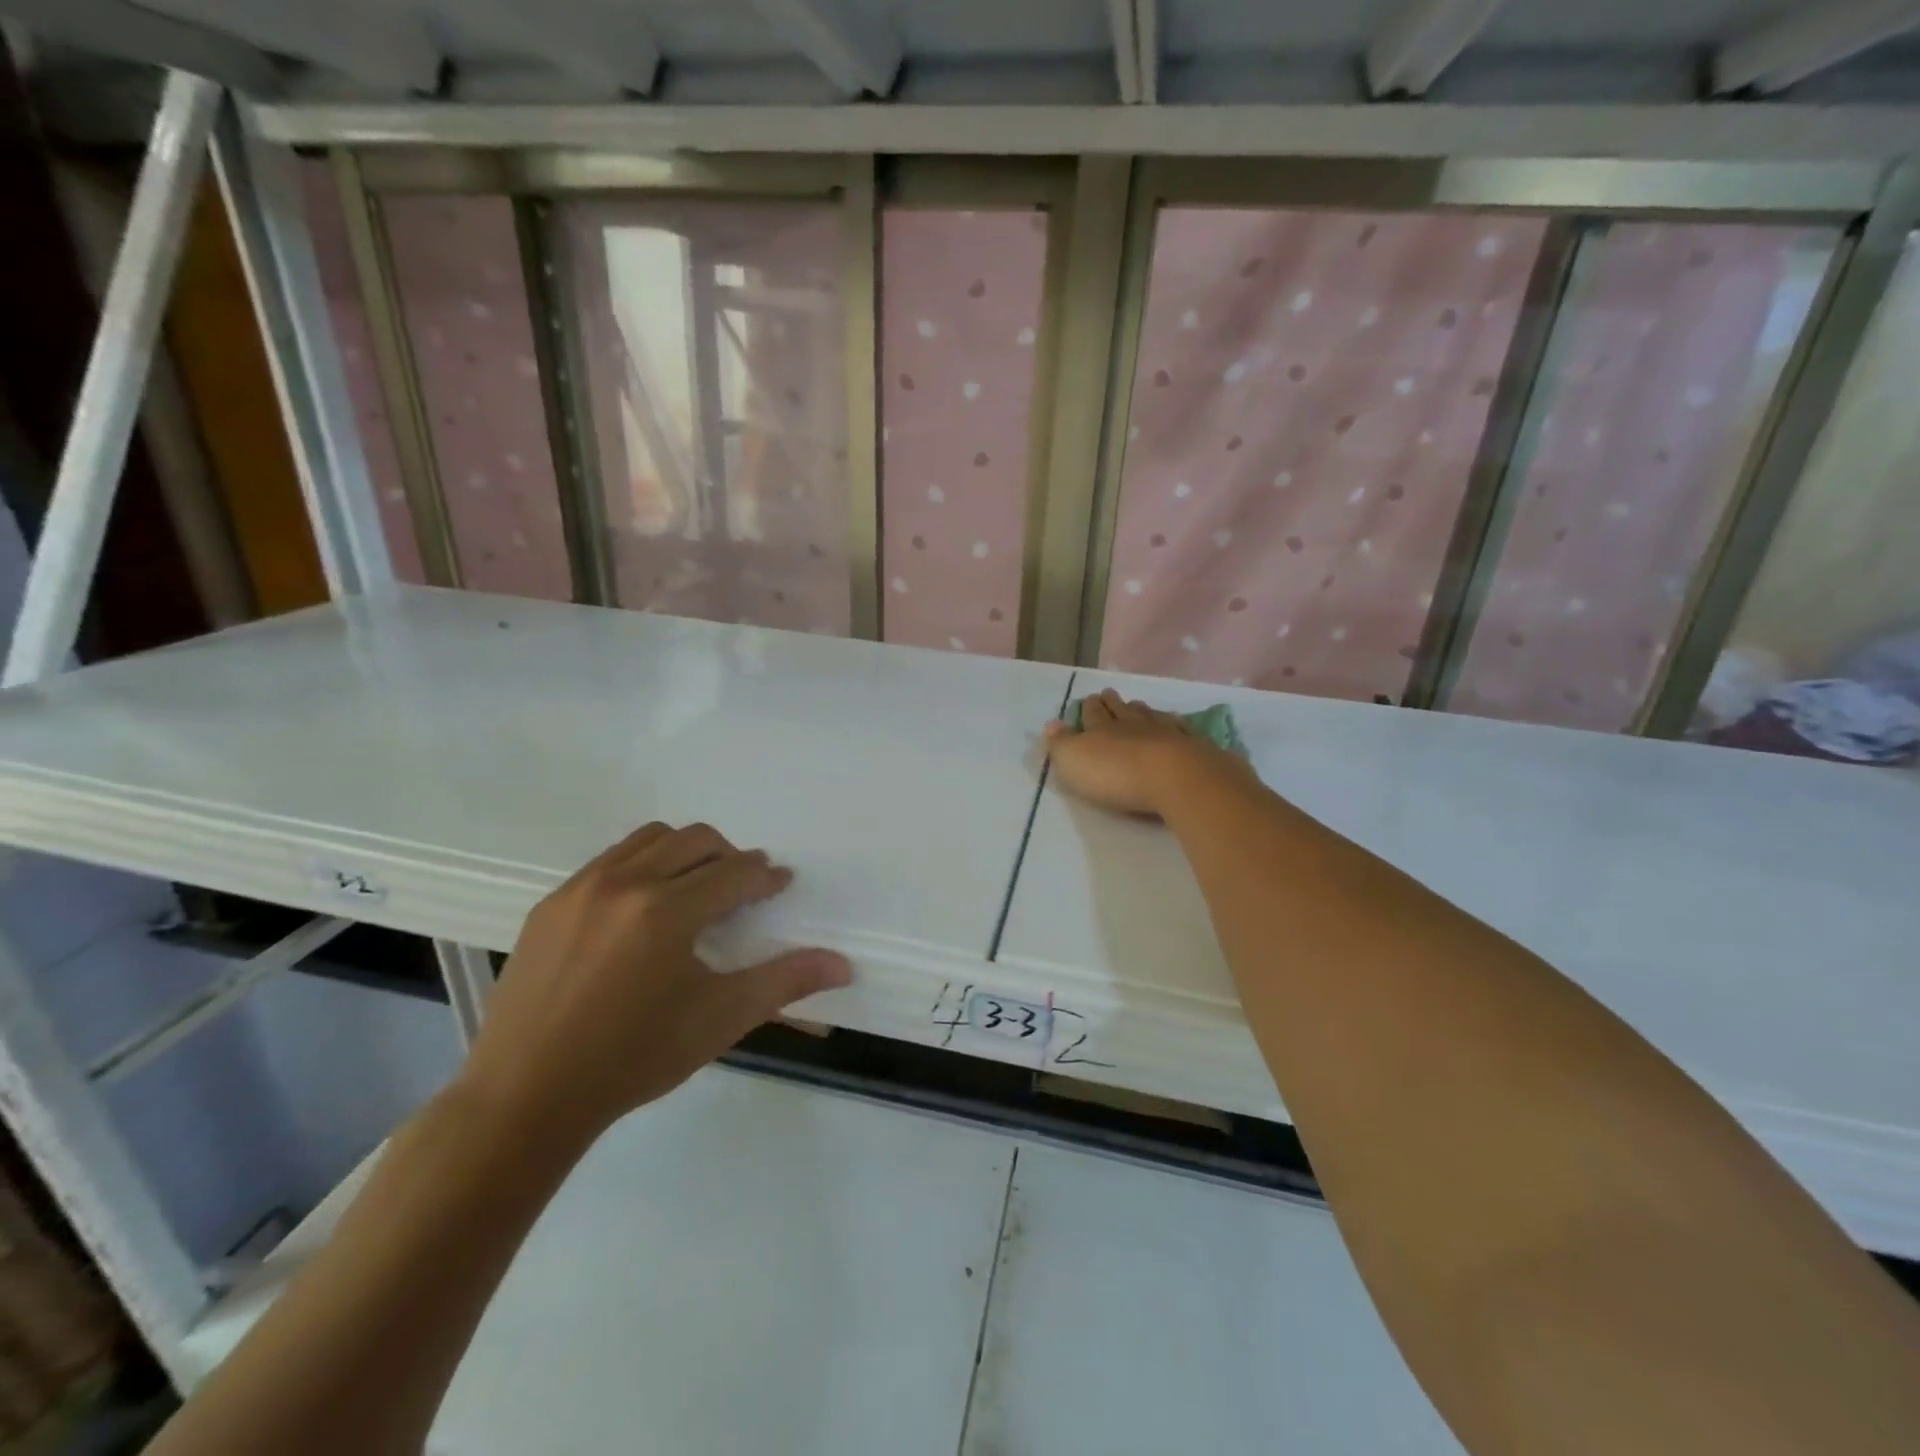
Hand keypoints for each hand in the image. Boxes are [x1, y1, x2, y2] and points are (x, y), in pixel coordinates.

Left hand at [458, 823, 850, 1144]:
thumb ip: (784, 983)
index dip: (766, 876)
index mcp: (666, 910)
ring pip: (649, 839)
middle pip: (695, 839)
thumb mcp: (719, 1020)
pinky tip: (641, 910)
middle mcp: (624, 883)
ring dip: (684, 852)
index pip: (735, 873)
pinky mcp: (550, 904)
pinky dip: (640, 866)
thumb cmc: (634, 1059)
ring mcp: (580, 889)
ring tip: (694, 888)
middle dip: (730, 855)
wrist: (526, 1096)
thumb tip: (843, 965)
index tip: (780, 885)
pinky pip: (608, 860)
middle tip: (742, 887)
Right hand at [1043, 689, 1249, 816]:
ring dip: (1142, 711)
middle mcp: (1133, 725)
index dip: (1089, 708)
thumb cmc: (1116, 774)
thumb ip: (1060, 744)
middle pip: (1121, 710)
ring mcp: (1165, 733)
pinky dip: (1174, 724)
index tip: (1089, 698)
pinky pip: (1180, 729)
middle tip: (1109, 693)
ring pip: (1150, 716)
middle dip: (1113, 703)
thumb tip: (1050, 723)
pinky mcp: (1193, 747)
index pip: (1092, 714)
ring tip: (1138, 705)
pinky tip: (1175, 723)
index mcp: (1101, 730)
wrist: (1175, 778)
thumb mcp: (1074, 761)